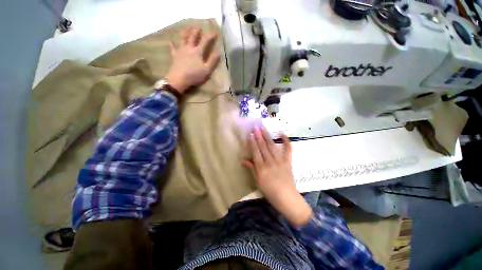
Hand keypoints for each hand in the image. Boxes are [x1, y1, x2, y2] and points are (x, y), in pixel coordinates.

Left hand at [165, 27, 220, 93]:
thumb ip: (213, 61)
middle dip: (196, 31)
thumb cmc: (194, 75)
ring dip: (185, 33)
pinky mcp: (175, 56)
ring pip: (183, 39)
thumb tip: (218, 52)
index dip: (210, 36)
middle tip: (198, 27)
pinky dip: (172, 44)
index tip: (215, 32)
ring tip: (187, 28)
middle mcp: (189, 48)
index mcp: (198, 51)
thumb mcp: (207, 70)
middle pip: (193, 37)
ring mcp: (181, 51)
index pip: (205, 41)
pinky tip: (171, 41)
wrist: (179, 79)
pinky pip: (173, 48)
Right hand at [242, 126, 312, 225]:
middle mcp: (270, 162)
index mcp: (262, 168)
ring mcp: (280, 161)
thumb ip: (252, 169)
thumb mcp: (258, 181)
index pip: (256, 152)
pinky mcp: (288, 162)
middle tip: (256, 127)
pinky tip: (282, 134)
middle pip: (263, 147)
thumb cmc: (270, 191)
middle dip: (259, 136)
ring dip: (267, 136)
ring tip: (263, 128)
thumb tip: (243, 160)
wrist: (287, 198)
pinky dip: (286, 142)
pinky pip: (288, 150)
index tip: (250, 135)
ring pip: (272, 146)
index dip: (253, 143)